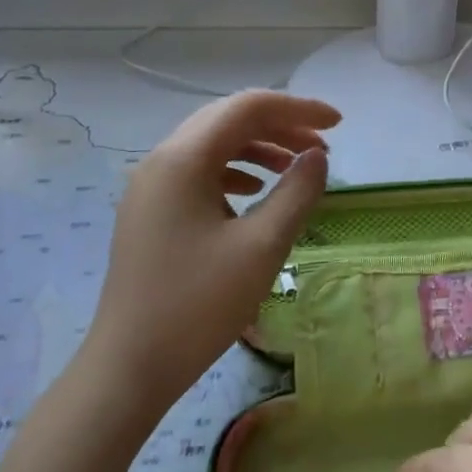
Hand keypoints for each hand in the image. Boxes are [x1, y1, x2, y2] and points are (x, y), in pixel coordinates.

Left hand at [86, 90, 337, 417]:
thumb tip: (317, 157)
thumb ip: (296, 193)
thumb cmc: (199, 305)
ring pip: (211, 147)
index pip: (247, 108)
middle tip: (323, 148)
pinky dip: (233, 172)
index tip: (339, 125)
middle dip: (279, 126)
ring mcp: (150, 188)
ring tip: (296, 169)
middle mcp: (160, 161)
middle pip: (227, 121)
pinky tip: (253, 192)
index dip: (298, 109)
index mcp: (183, 159)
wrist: (132, 364)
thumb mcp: (261, 247)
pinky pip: (197, 174)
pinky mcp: (149, 213)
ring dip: (258, 149)